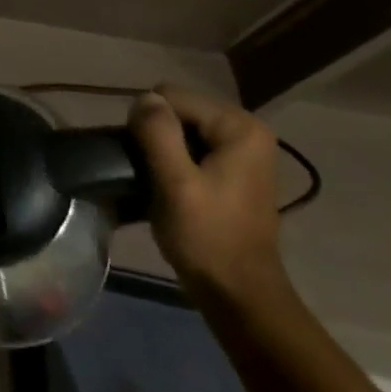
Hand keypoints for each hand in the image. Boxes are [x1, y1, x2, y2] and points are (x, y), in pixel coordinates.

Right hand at [128, 88, 289, 309]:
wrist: (238, 294)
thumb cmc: (207, 238)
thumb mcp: (175, 183)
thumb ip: (158, 132)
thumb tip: (144, 98)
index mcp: (239, 126)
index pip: (170, 96)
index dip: (149, 125)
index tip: (150, 163)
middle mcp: (246, 128)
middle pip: (176, 108)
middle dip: (156, 135)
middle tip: (152, 173)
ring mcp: (241, 148)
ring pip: (178, 127)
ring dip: (161, 149)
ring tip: (158, 182)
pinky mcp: (232, 167)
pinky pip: (188, 144)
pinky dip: (173, 160)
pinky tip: (170, 186)